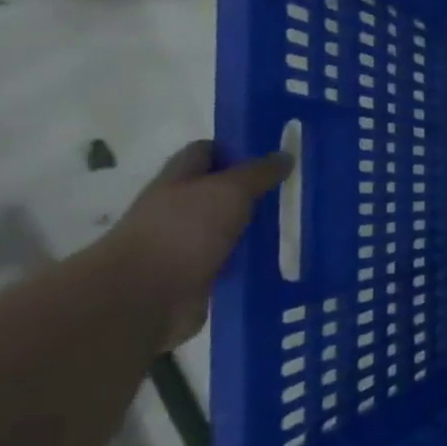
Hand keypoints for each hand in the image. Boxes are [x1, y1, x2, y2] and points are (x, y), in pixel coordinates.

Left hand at [99, 141, 292, 350]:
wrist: (143, 296)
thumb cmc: (182, 231)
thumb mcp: (228, 191)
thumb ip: (258, 173)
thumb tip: (285, 155)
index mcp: (180, 179)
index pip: (207, 152)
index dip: (238, 148)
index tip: (277, 153)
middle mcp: (181, 208)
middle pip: (222, 190)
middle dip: (257, 189)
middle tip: (299, 188)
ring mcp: (189, 242)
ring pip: (233, 226)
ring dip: (260, 225)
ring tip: (303, 222)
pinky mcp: (200, 273)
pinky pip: (235, 259)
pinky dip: (256, 258)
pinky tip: (286, 256)